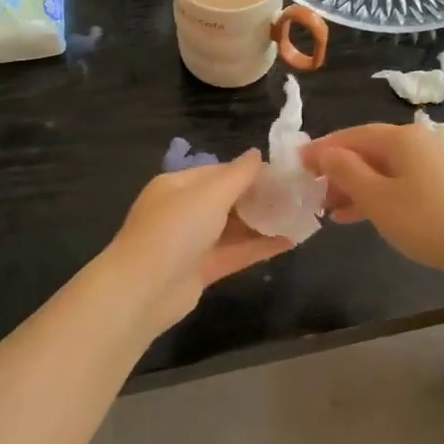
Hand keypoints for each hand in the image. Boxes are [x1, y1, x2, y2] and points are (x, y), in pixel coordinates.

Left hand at [104, 151, 291, 335]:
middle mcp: (183, 211)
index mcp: (178, 185)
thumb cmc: (175, 230)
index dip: (250, 172)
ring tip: (300, 217)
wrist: (143, 290)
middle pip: (227, 200)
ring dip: (263, 223)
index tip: (284, 173)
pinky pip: (235, 253)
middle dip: (260, 198)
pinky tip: (290, 242)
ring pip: (233, 228)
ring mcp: (192, 243)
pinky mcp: (201, 270)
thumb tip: (257, 153)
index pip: (219, 172)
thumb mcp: (209, 194)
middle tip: (298, 196)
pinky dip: (259, 247)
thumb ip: (238, 175)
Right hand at [304, 121, 443, 284]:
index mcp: (401, 137)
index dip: (322, 149)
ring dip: (357, 187)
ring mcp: (437, 162)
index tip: (297, 164)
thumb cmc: (428, 221)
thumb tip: (324, 152)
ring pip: (386, 169)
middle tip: (313, 192)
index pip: (352, 136)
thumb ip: (346, 172)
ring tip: (331, 210)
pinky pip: (403, 182)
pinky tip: (362, 215)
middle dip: (339, 171)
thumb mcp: (377, 198)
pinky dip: (380, 195)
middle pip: (370, 151)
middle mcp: (420, 141)